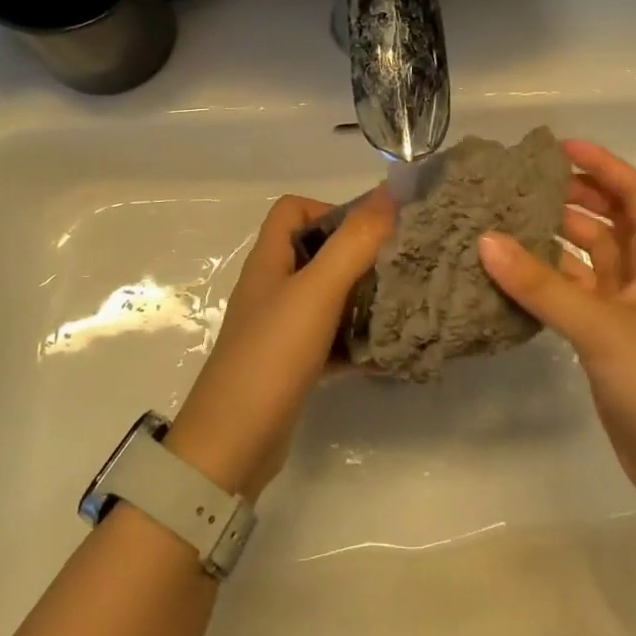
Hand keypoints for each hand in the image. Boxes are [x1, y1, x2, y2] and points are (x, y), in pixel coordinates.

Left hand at [165, 190, 394, 499]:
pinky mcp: (291, 364)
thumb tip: (390, 191)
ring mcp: (280, 328)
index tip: (370, 234)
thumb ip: (353, 242)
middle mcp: (272, 287)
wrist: (233, 444)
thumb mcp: (316, 292)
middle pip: (317, 252)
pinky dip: (356, 339)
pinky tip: (387, 351)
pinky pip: (331, 339)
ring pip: (327, 297)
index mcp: (269, 261)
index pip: (294, 210)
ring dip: (362, 297)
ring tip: (403, 305)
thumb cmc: (272, 355)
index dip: (331, 210)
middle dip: (359, 254)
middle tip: (401, 267)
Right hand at [477, 139, 635, 534]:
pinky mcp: (606, 345)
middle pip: (609, 224)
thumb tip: (486, 240)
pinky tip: (509, 278)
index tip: (561, 148)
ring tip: (503, 223)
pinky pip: (570, 298)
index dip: (605, 166)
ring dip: (552, 242)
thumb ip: (543, 286)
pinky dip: (544, 284)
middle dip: (573, 199)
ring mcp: (624, 315)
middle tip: (522, 185)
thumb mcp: (604, 328)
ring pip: (585, 262)